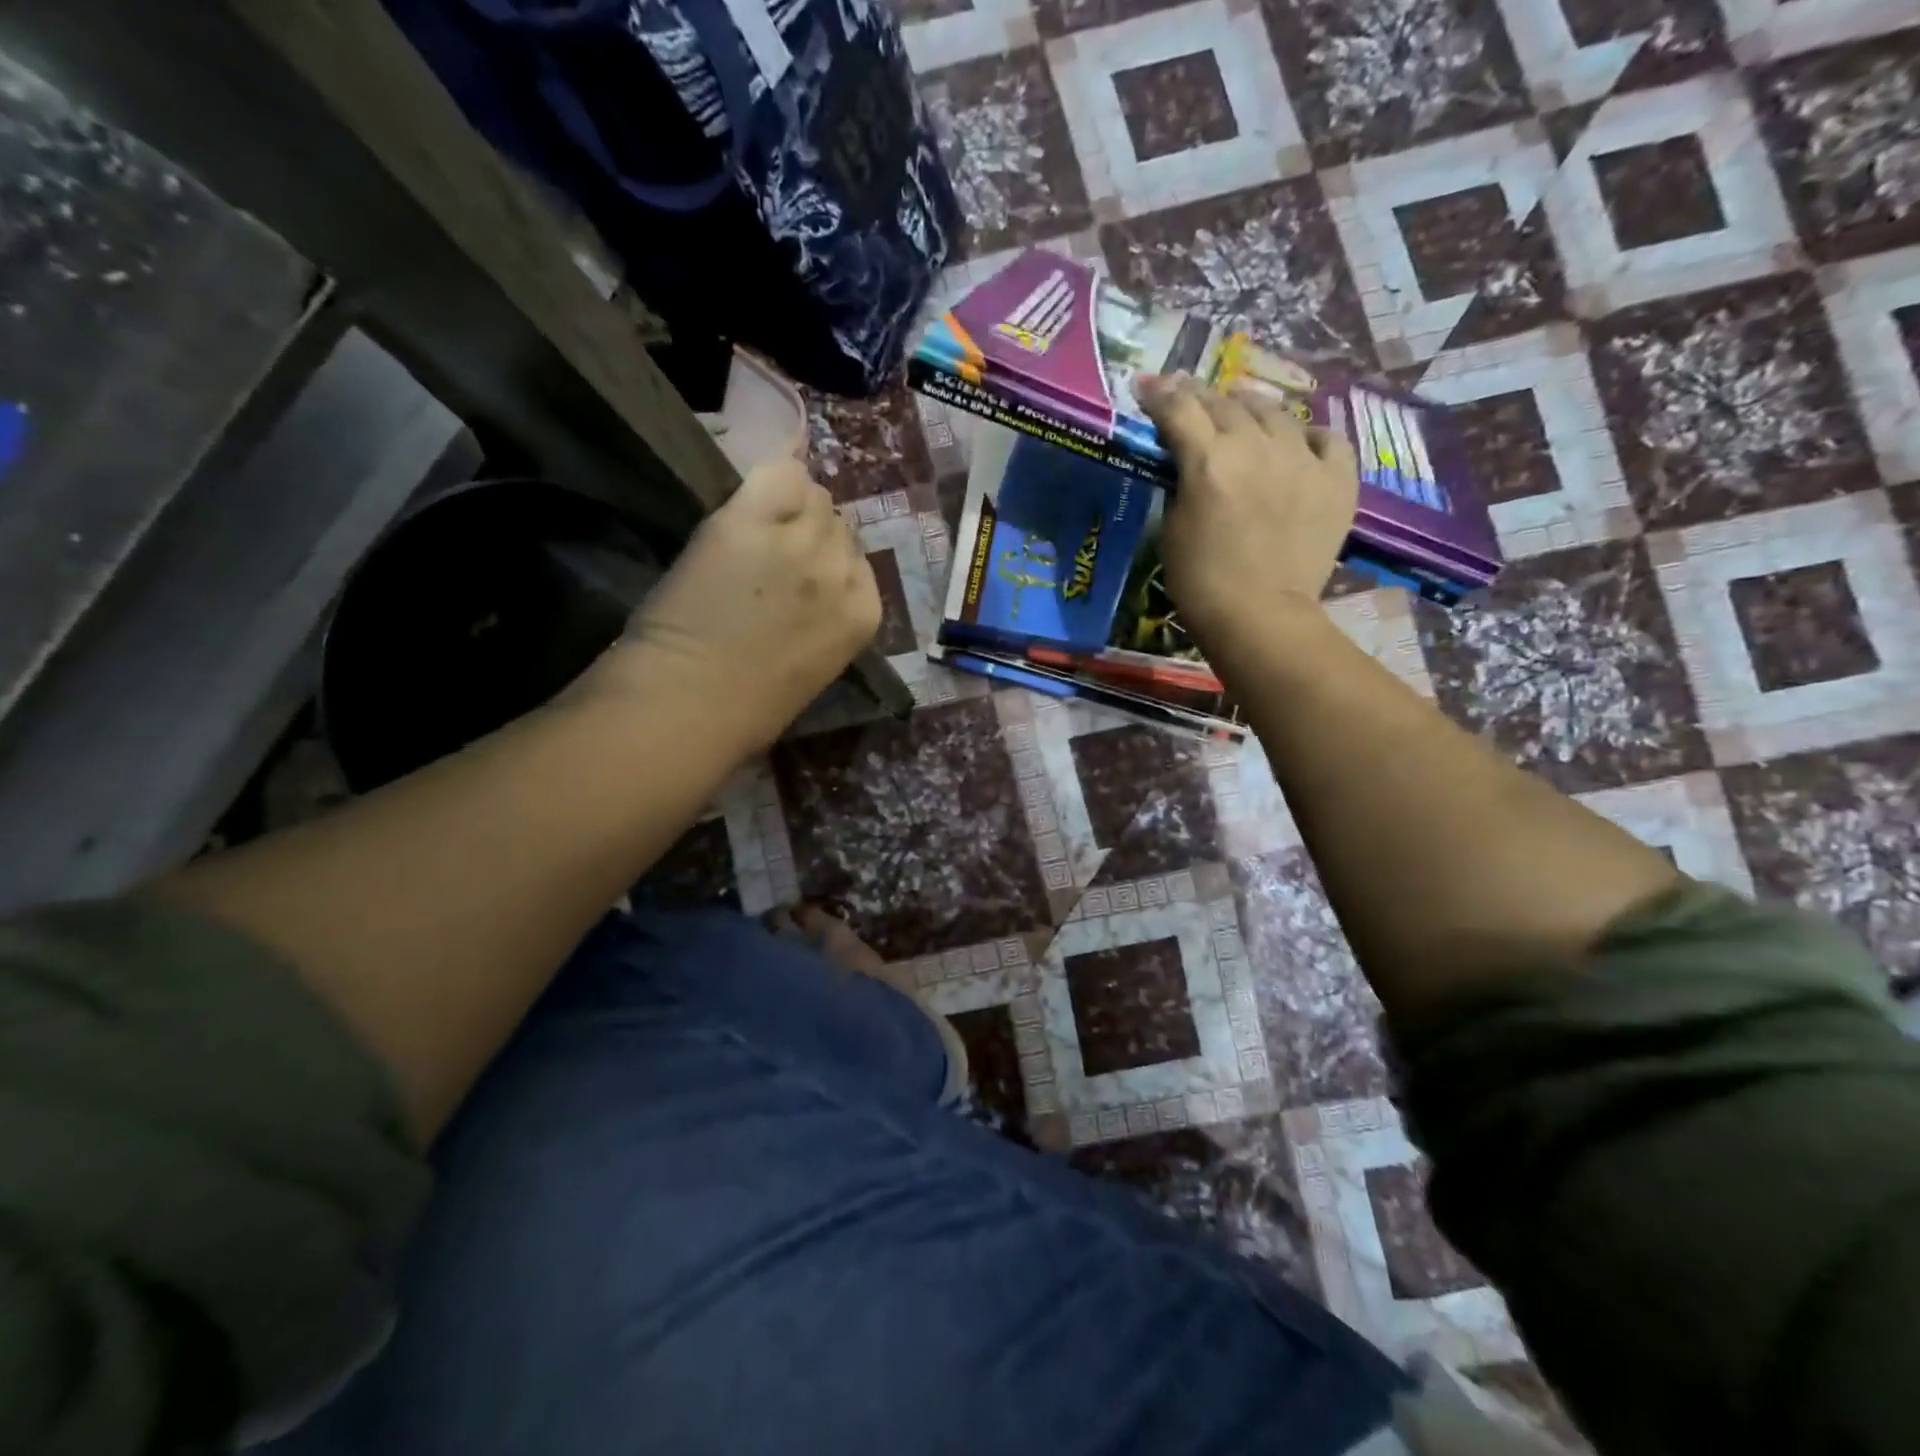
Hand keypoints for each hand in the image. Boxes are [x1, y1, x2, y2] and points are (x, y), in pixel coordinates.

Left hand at [580, 459, 880, 751]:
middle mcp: (843, 571)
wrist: (692, 702)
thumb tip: (811, 588)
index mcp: (864, 614)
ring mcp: (800, 542)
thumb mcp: (814, 665)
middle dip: (811, 534)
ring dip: (789, 508)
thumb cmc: (750, 708)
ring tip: (755, 528)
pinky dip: (772, 476)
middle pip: (839, 526)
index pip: (859, 560)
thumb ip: (826, 618)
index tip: (800, 574)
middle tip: (772, 552)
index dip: (828, 562)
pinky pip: (779, 473)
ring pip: (812, 496)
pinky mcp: (752, 521)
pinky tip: (752, 493)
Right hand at [1138, 372, 1357, 658]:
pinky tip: (1298, 440)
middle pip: (1225, 404)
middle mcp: (1257, 448)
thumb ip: (1180, 484)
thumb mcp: (1172, 529)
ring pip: (1275, 413)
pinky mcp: (1337, 479)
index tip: (1146, 386)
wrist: (1259, 616)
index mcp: (1209, 462)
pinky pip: (1326, 438)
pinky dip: (1307, 435)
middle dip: (1200, 395)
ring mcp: (1303, 460)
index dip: (1159, 395)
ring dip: (1250, 406)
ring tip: (1239, 407)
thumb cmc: (1200, 582)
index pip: (1179, 411)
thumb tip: (1186, 461)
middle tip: (1186, 394)